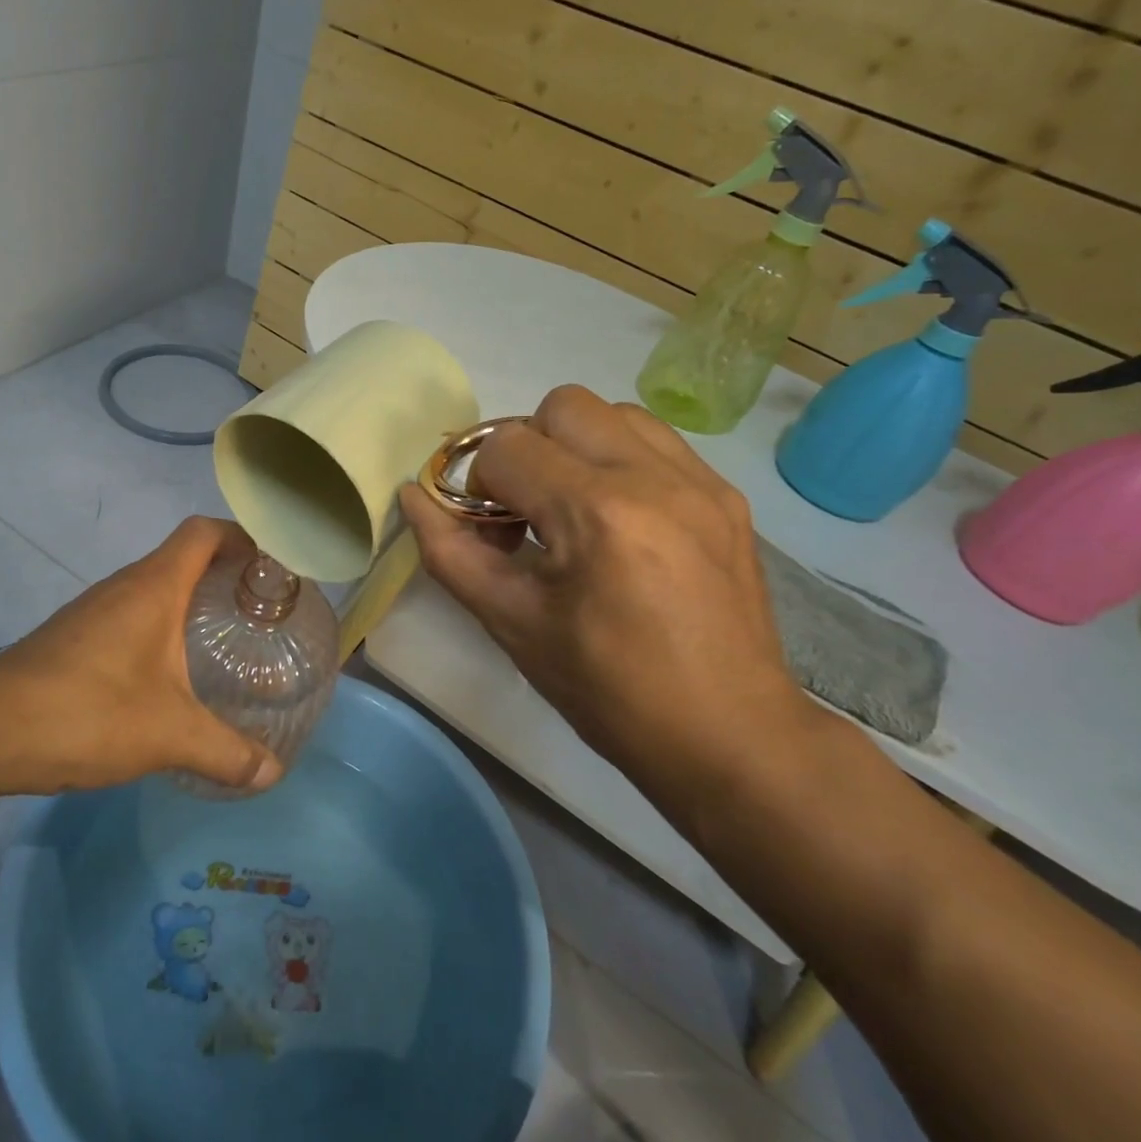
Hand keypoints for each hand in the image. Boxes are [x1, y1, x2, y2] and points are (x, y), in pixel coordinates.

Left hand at [0, 517, 283, 796]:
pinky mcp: (75, 637)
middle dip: (226, 574)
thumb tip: (273, 773)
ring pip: (156, 587)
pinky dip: (162, 628)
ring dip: (192, 602)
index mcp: (154, 586)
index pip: (204, 532)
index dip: (242, 537)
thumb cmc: (86, 711)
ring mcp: (95, 610)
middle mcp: (125, 586)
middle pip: (184, 556)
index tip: (273, 567)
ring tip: (226, 641)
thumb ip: (227, 752)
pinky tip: (171, 674)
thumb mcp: (169, 735)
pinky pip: (133, 614)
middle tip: (262, 612)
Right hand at [399, 386, 805, 779]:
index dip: (479, 486)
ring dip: (575, 446)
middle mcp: (653, 476)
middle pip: (560, 406)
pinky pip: (656, 441)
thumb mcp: (512, 624)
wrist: (727, 735)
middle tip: (528, 510)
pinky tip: (621, 519)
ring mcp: (700, 481)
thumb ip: (450, 553)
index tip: (490, 534)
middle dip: (526, 450)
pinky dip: (620, 460)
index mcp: (596, 512)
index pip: (505, 448)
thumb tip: (413, 496)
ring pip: (613, 413)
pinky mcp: (727, 496)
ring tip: (575, 508)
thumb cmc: (608, 690)